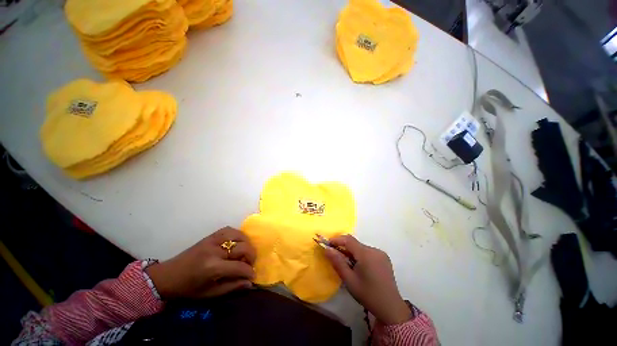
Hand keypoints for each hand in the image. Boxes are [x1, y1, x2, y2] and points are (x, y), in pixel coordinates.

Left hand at [146, 227, 255, 299]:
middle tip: (250, 264)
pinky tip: (238, 242)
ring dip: (247, 243)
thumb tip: (250, 283)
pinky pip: (230, 230)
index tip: (253, 276)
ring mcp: (213, 240)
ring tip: (245, 253)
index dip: (250, 272)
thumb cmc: (188, 288)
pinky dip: (238, 235)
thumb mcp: (210, 293)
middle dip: (251, 256)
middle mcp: (215, 250)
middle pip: (244, 247)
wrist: (168, 276)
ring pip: (239, 235)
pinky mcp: (211, 236)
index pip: (240, 266)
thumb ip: (232, 287)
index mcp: (213, 268)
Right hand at [324, 235, 410, 324]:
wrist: (391, 308)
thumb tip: (327, 249)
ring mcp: (381, 253)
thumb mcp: (349, 280)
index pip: (348, 240)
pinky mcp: (384, 258)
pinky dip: (360, 255)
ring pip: (361, 247)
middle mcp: (374, 250)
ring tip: (347, 263)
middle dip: (343, 247)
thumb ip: (338, 262)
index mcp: (366, 254)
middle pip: (355, 243)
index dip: (337, 239)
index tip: (327, 244)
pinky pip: (368, 252)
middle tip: (335, 255)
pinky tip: (359, 267)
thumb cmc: (368, 294)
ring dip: (352, 252)